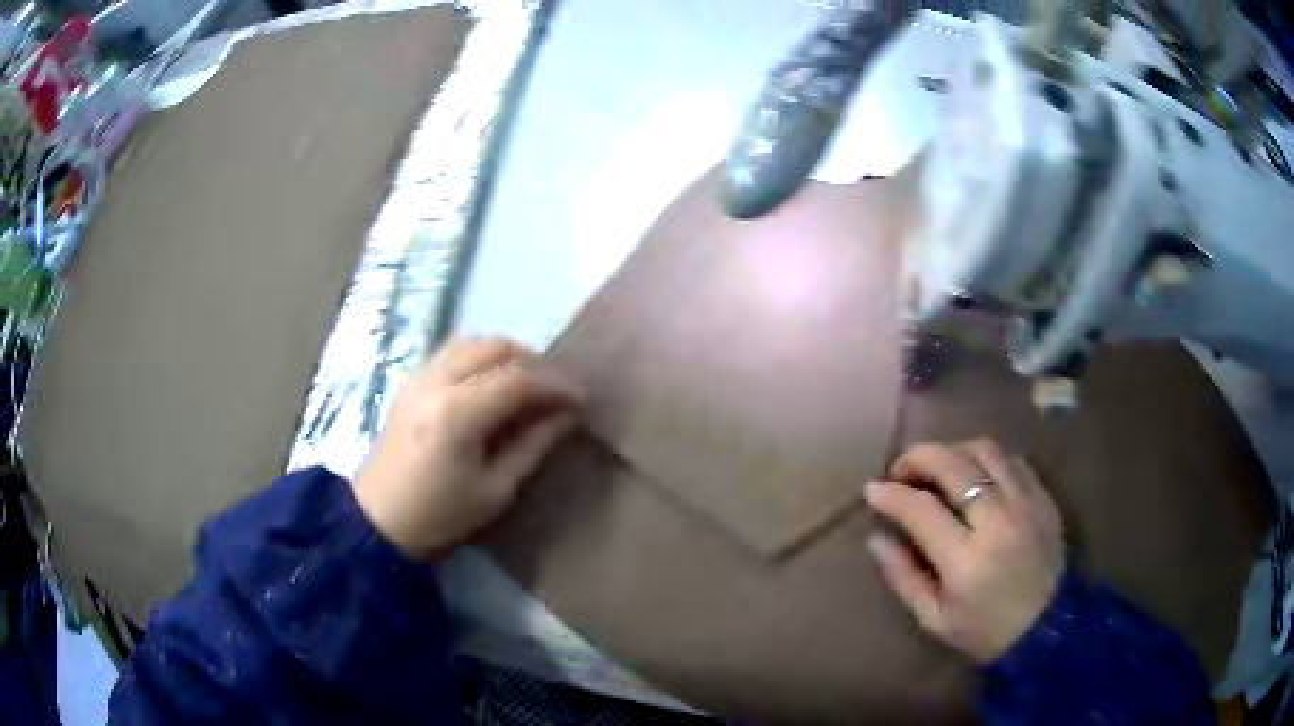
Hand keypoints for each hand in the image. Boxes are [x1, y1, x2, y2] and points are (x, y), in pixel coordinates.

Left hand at [354, 337, 582, 560]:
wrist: (380, 521)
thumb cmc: (441, 515)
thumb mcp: (496, 490)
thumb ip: (534, 444)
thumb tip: (568, 414)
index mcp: (457, 414)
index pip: (518, 379)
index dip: (556, 383)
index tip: (583, 396)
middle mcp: (436, 382)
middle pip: (495, 347)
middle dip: (534, 361)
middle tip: (557, 388)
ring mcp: (419, 376)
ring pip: (472, 342)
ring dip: (506, 354)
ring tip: (528, 383)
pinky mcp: (410, 381)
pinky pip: (452, 352)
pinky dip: (481, 358)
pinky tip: (492, 384)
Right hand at [863, 439, 1064, 663]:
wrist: (1049, 630)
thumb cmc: (986, 631)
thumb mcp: (934, 619)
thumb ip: (903, 577)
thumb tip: (876, 539)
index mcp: (966, 560)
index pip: (921, 508)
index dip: (891, 494)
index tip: (871, 490)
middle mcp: (998, 520)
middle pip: (954, 464)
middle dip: (918, 457)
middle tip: (901, 470)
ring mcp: (1026, 503)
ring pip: (985, 450)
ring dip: (954, 451)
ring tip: (938, 469)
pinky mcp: (1044, 498)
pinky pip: (1012, 459)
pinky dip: (986, 459)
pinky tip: (975, 475)